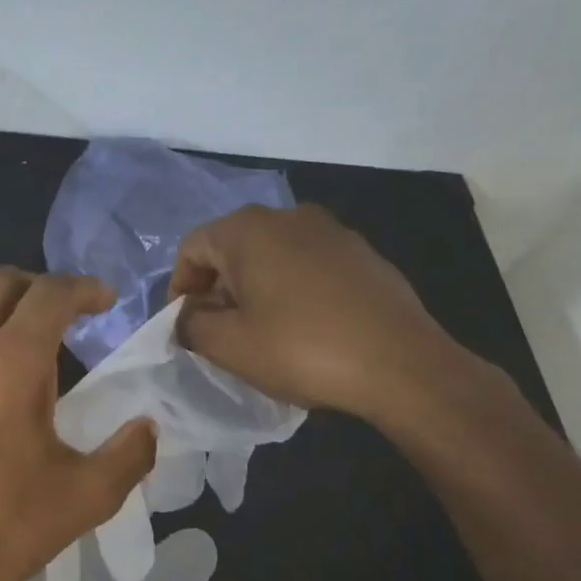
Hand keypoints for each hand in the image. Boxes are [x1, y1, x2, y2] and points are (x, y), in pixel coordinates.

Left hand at [0, 269, 156, 580]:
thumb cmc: (8, 526)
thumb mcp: (88, 495)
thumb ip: (130, 453)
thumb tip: (147, 427)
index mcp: (11, 359)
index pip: (51, 293)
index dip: (84, 288)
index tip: (103, 301)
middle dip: (35, 287)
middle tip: (60, 313)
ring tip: (12, 346)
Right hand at [168, 204, 478, 420]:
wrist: (400, 364)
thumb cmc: (300, 350)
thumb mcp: (227, 345)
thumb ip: (190, 324)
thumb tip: (187, 315)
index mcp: (248, 230)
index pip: (192, 248)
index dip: (179, 287)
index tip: (185, 324)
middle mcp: (288, 216)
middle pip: (232, 247)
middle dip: (216, 287)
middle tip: (218, 330)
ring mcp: (331, 231)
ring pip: (271, 255)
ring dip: (254, 287)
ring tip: (260, 330)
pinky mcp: (362, 253)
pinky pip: (307, 264)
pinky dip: (291, 288)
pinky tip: (303, 326)